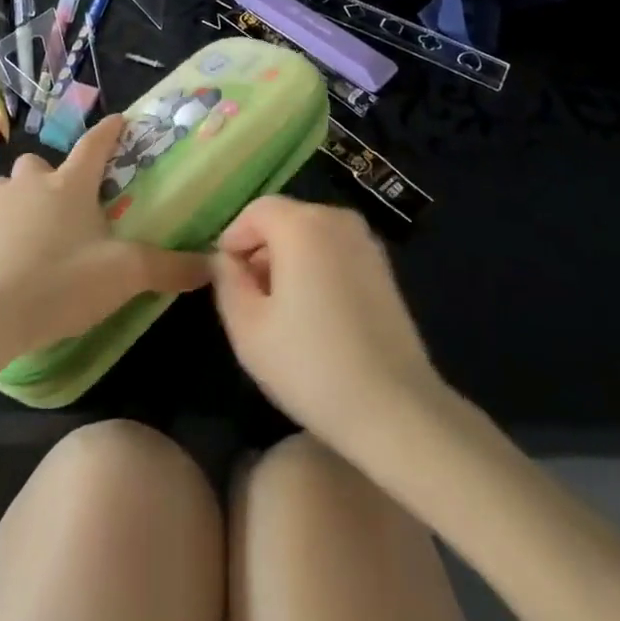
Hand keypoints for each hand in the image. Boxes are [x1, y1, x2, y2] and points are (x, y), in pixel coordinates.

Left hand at [0, 114, 211, 360]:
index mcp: (70, 184)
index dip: (109, 131)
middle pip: (41, 164)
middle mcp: (29, 182)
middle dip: (51, 178)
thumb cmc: (59, 283)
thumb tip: (212, 264)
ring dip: (16, 201)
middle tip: (63, 208)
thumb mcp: (124, 277)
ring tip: (27, 232)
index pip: (95, 144)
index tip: (118, 120)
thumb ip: (169, 268)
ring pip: (5, 188)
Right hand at [213, 196, 443, 448]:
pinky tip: (314, 316)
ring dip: (289, 260)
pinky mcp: (384, 268)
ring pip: (311, 236)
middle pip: (285, 219)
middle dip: (261, 250)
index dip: (233, 239)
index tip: (225, 278)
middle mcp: (337, 219)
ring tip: (280, 311)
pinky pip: (335, 253)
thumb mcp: (247, 327)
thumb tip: (225, 260)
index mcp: (302, 224)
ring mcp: (366, 242)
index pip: (256, 211)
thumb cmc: (311, 365)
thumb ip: (227, 281)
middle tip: (248, 298)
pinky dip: (317, 269)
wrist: (395, 409)